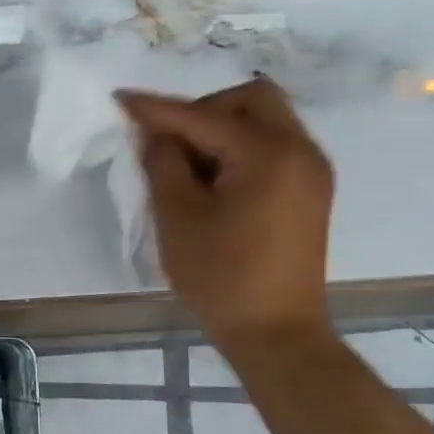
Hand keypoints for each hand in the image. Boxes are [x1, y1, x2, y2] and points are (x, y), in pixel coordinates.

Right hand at [118, 78, 334, 359]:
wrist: (277, 334)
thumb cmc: (221, 277)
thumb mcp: (177, 216)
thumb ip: (163, 162)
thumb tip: (157, 134)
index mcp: (269, 153)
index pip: (203, 116)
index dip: (158, 109)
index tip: (121, 99)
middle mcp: (301, 150)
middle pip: (250, 100)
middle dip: (204, 111)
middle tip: (171, 143)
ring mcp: (312, 171)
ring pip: (265, 121)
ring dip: (223, 130)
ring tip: (190, 168)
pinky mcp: (311, 191)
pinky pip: (274, 147)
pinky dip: (241, 149)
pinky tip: (216, 181)